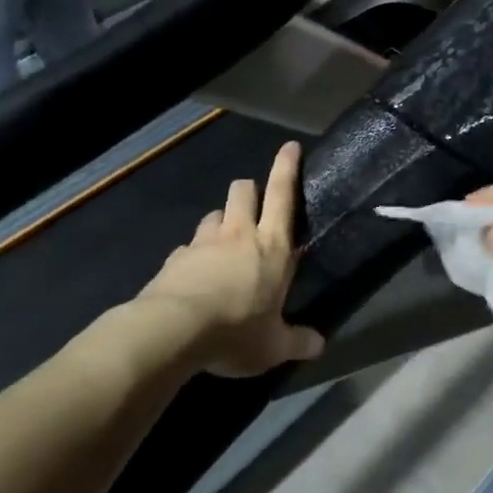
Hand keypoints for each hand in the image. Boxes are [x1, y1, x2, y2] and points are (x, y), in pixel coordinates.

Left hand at [139, 143, 324, 376]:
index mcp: (271, 247)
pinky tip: (194, 275)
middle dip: (250, 190)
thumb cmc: (237, 331)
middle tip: (254, 206)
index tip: (290, 146)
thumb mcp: (273, 345)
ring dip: (221, 221)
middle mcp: (239, 235)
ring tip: (224, 243)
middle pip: (244, 191)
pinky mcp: (174, 258)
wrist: (173, 330)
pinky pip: (188, 246)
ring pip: (213, 214)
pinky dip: (194, 254)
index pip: (283, 195)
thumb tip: (319, 345)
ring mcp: (203, 243)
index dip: (287, 167)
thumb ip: (297, 341)